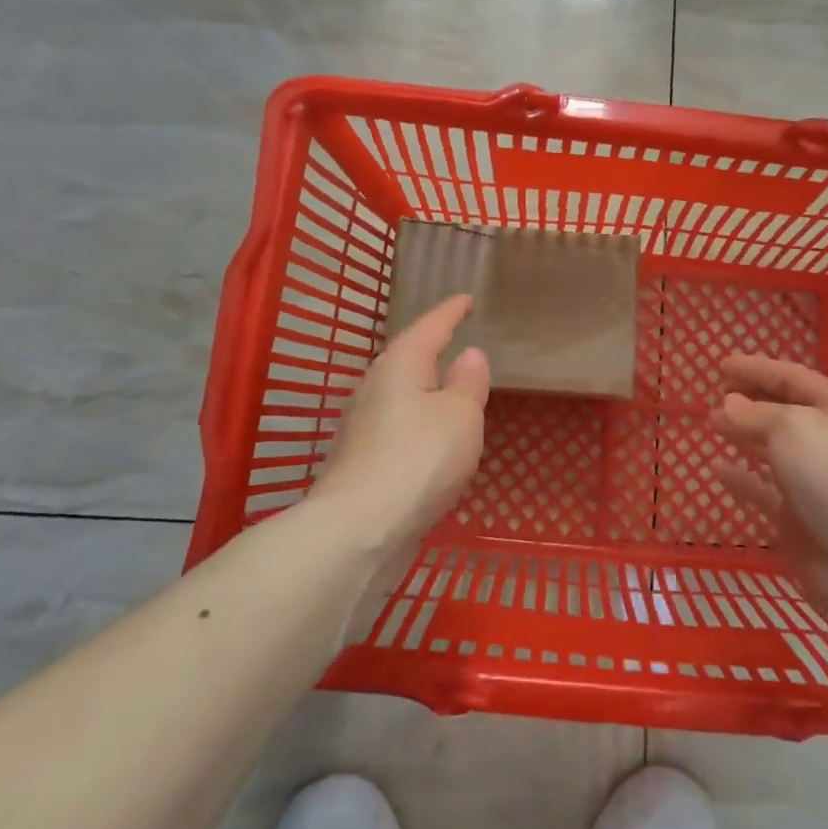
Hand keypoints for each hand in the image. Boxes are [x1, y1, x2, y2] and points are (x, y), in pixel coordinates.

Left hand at [314, 294, 490, 553]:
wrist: (359, 530)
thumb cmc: (419, 459)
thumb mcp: (461, 416)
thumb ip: (468, 382)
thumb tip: (469, 354)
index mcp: (401, 364)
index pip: (430, 327)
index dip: (450, 312)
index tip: (465, 299)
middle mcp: (375, 386)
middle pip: (407, 357)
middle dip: (430, 347)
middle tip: (455, 338)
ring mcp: (362, 424)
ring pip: (399, 392)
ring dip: (423, 386)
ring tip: (447, 386)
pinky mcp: (360, 459)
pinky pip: (396, 424)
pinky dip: (417, 421)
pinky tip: (428, 436)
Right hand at [710, 355, 827, 636]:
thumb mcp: (792, 427)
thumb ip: (755, 413)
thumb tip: (728, 404)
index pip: (792, 378)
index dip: (757, 368)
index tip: (721, 364)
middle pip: (784, 411)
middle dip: (751, 400)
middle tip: (716, 393)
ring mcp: (814, 482)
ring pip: (773, 449)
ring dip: (744, 434)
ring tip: (712, 423)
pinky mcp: (798, 519)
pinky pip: (764, 490)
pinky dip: (741, 478)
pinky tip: (717, 468)